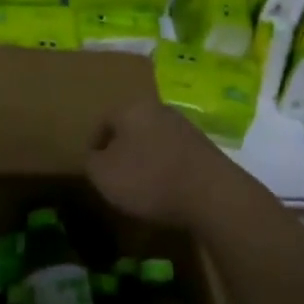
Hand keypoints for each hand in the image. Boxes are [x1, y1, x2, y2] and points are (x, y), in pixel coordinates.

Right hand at [85, 100, 254, 228]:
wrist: (212, 195)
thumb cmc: (149, 179)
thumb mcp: (103, 175)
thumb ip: (90, 162)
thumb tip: (94, 157)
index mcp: (131, 108)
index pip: (102, 121)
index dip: (94, 146)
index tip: (93, 170)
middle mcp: (159, 109)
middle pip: (131, 128)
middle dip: (122, 150)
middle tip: (116, 177)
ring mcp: (185, 127)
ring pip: (154, 141)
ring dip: (146, 160)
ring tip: (142, 188)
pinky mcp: (205, 148)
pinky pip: (175, 155)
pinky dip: (167, 170)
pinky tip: (167, 191)